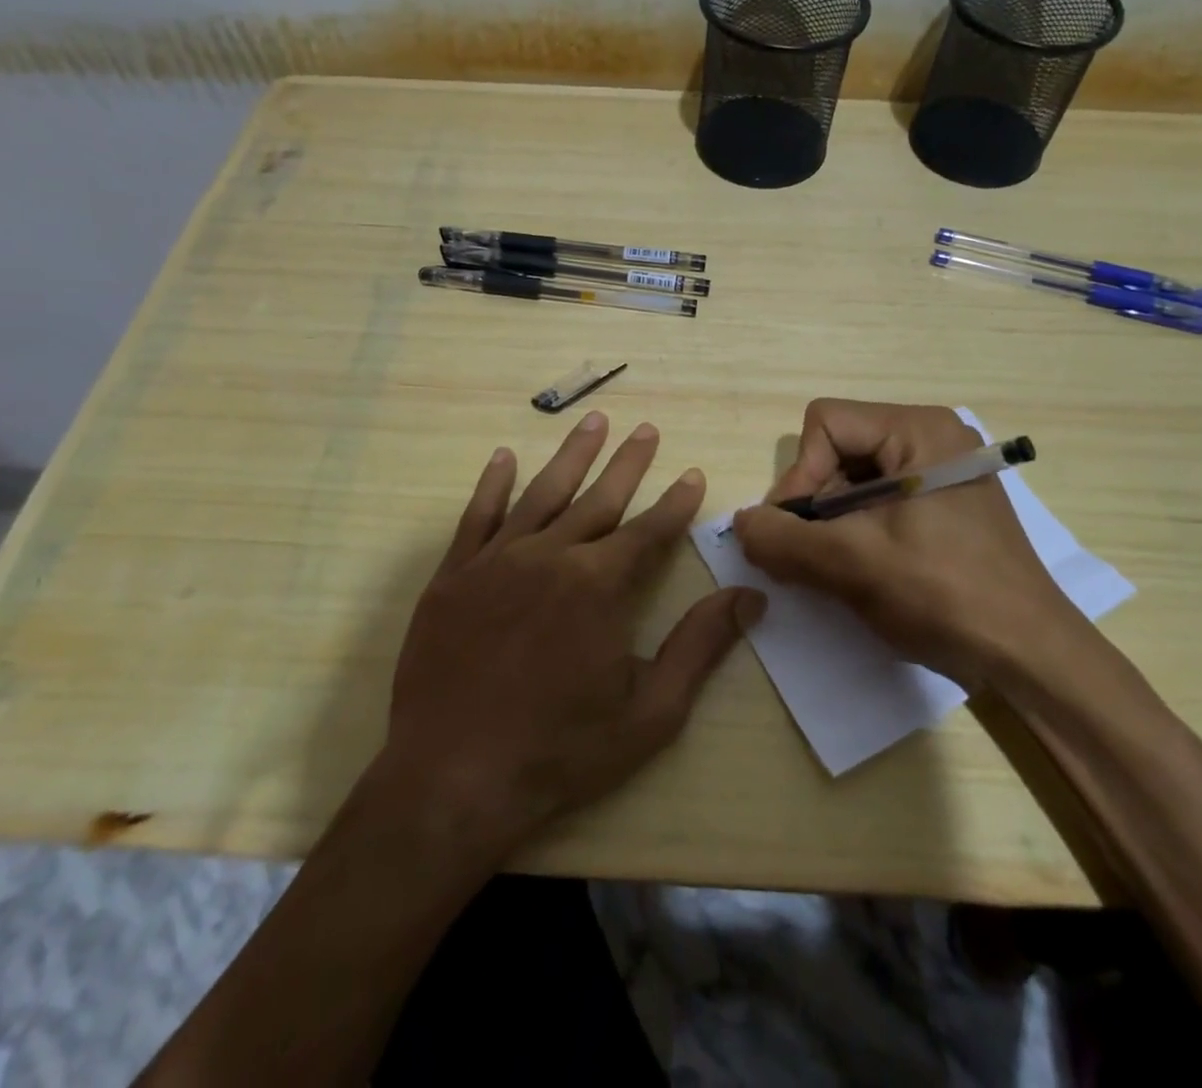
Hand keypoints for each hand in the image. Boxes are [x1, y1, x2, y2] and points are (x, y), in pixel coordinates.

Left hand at [375, 411, 763, 850]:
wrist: (452, 780)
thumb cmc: (560, 752)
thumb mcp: (649, 712)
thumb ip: (700, 646)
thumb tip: (749, 597)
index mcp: (599, 585)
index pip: (649, 529)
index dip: (676, 502)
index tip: (693, 474)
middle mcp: (550, 556)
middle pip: (599, 497)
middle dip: (628, 462)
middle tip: (647, 429)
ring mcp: (496, 561)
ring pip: (542, 492)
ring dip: (571, 455)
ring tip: (593, 421)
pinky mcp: (454, 576)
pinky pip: (477, 516)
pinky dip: (493, 484)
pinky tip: (504, 458)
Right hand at [731, 398, 1079, 692]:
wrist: (1029, 655)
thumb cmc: (943, 594)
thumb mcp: (851, 564)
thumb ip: (783, 538)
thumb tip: (739, 523)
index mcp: (919, 429)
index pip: (825, 424)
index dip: (800, 476)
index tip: (799, 532)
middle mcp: (932, 436)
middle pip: (838, 448)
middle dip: (816, 503)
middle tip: (814, 556)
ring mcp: (942, 470)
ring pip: (854, 478)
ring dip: (833, 522)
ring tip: (838, 569)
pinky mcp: (945, 502)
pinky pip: (879, 499)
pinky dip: (857, 530)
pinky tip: (863, 569)